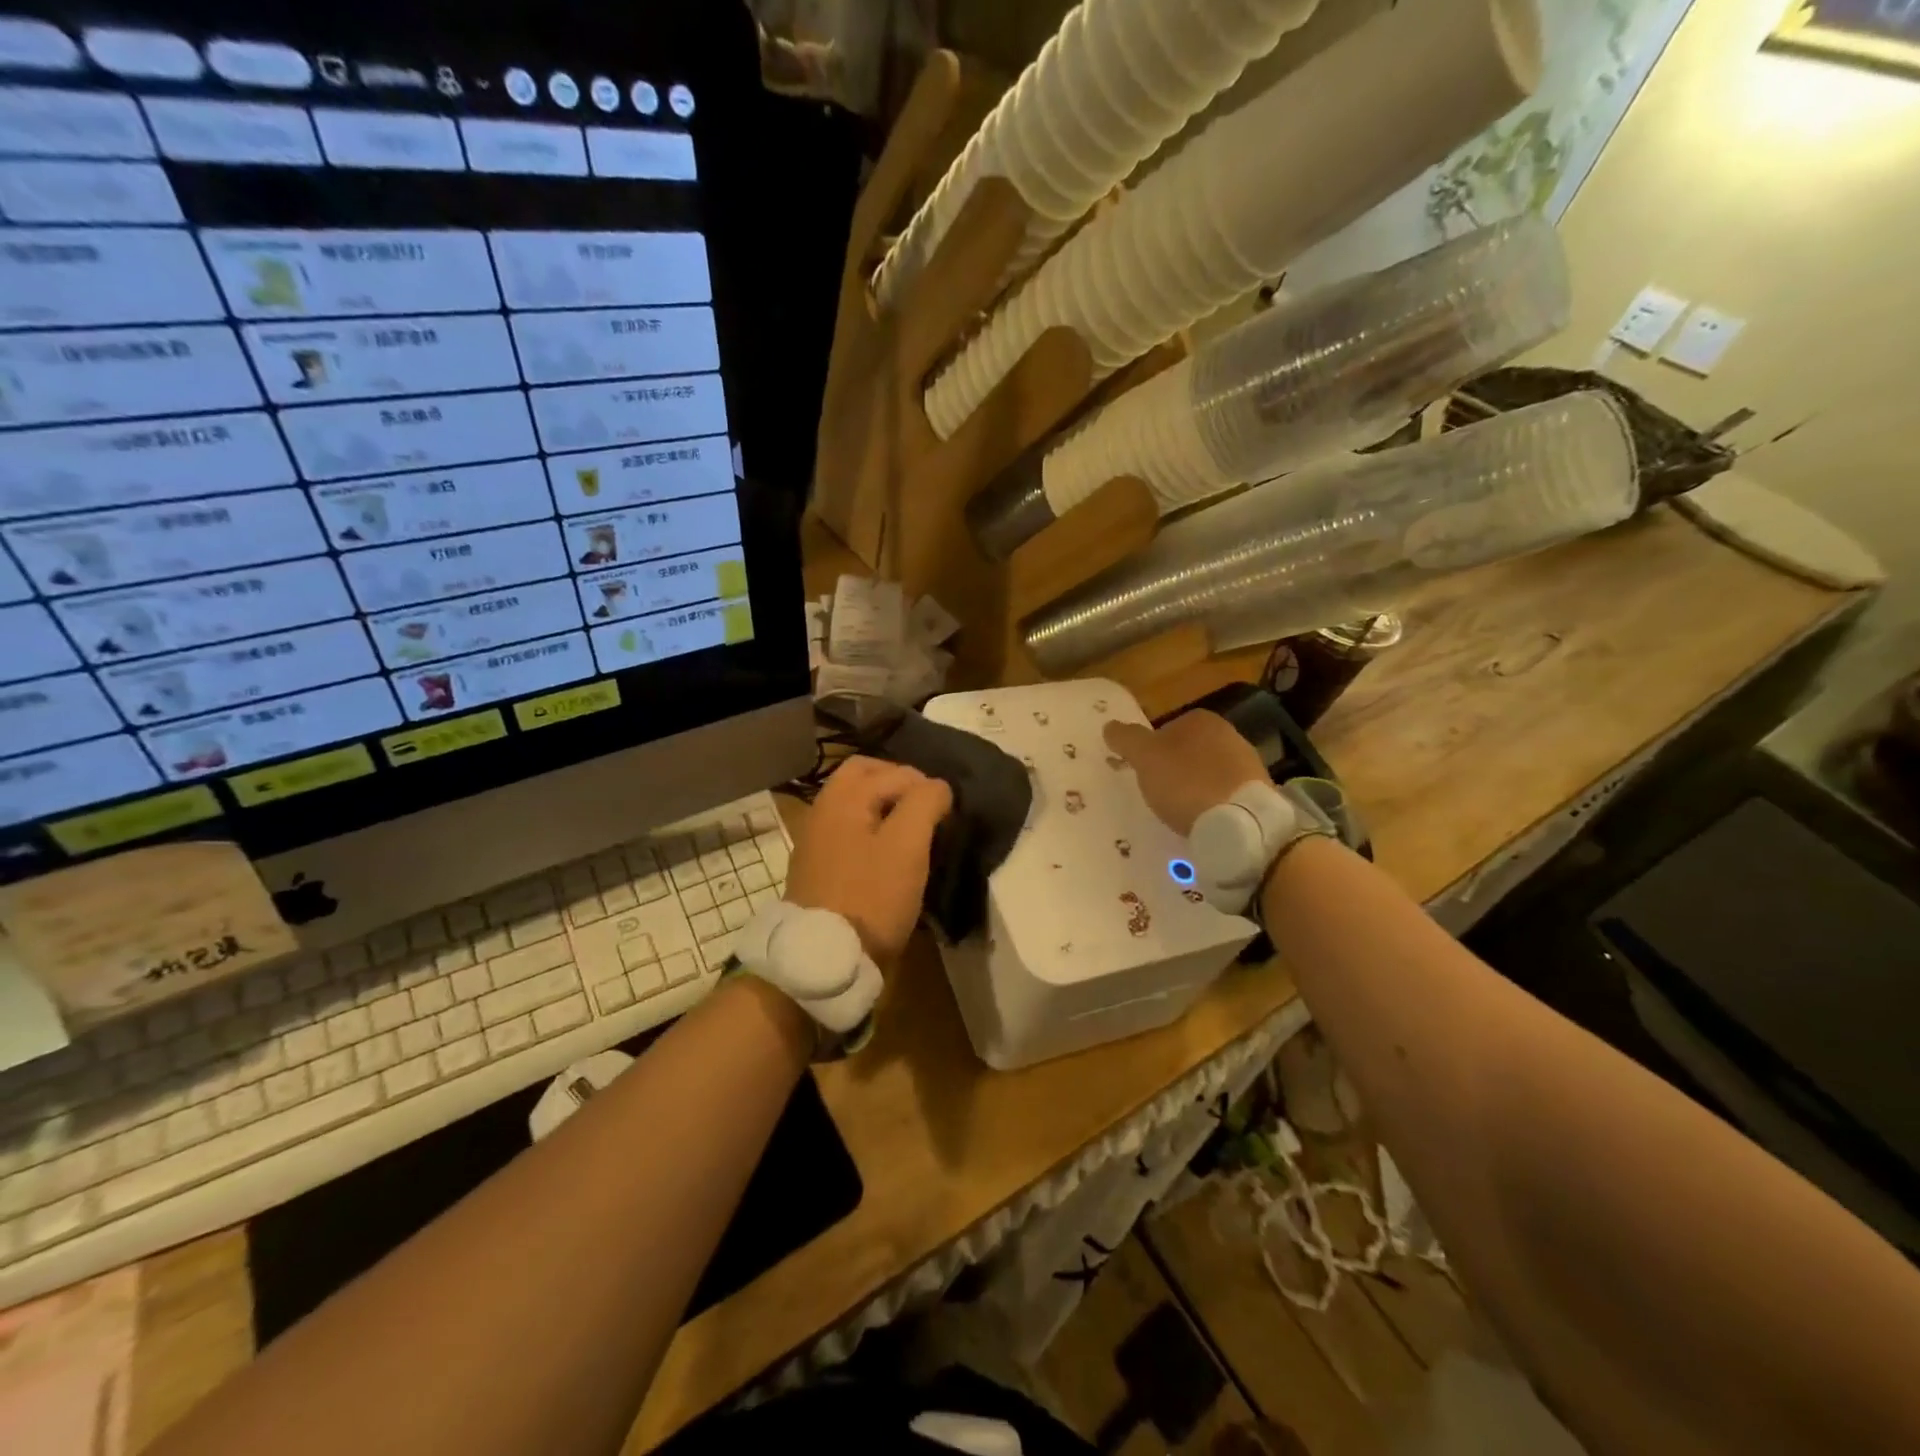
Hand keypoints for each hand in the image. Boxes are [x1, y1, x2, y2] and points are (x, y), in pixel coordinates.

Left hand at [784, 757, 952, 966]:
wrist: (825, 960)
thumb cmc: (871, 896)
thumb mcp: (907, 845)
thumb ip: (924, 803)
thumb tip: (937, 786)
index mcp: (842, 798)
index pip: (894, 772)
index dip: (926, 787)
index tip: (946, 815)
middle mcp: (823, 811)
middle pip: (864, 777)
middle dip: (899, 784)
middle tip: (927, 809)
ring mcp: (816, 841)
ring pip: (855, 805)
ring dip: (885, 808)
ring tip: (914, 833)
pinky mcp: (819, 869)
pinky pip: (849, 832)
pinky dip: (872, 831)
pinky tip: (890, 857)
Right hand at [1103, 712, 1265, 834]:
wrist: (1240, 822)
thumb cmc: (1186, 782)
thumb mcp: (1145, 758)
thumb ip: (1126, 739)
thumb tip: (1110, 726)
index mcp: (1202, 720)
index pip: (1168, 728)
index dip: (1152, 750)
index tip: (1144, 772)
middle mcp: (1230, 734)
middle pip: (1190, 750)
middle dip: (1176, 768)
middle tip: (1159, 792)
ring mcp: (1249, 764)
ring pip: (1210, 772)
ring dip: (1196, 787)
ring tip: (1181, 811)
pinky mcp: (1259, 793)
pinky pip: (1226, 794)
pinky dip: (1213, 804)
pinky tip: (1204, 821)